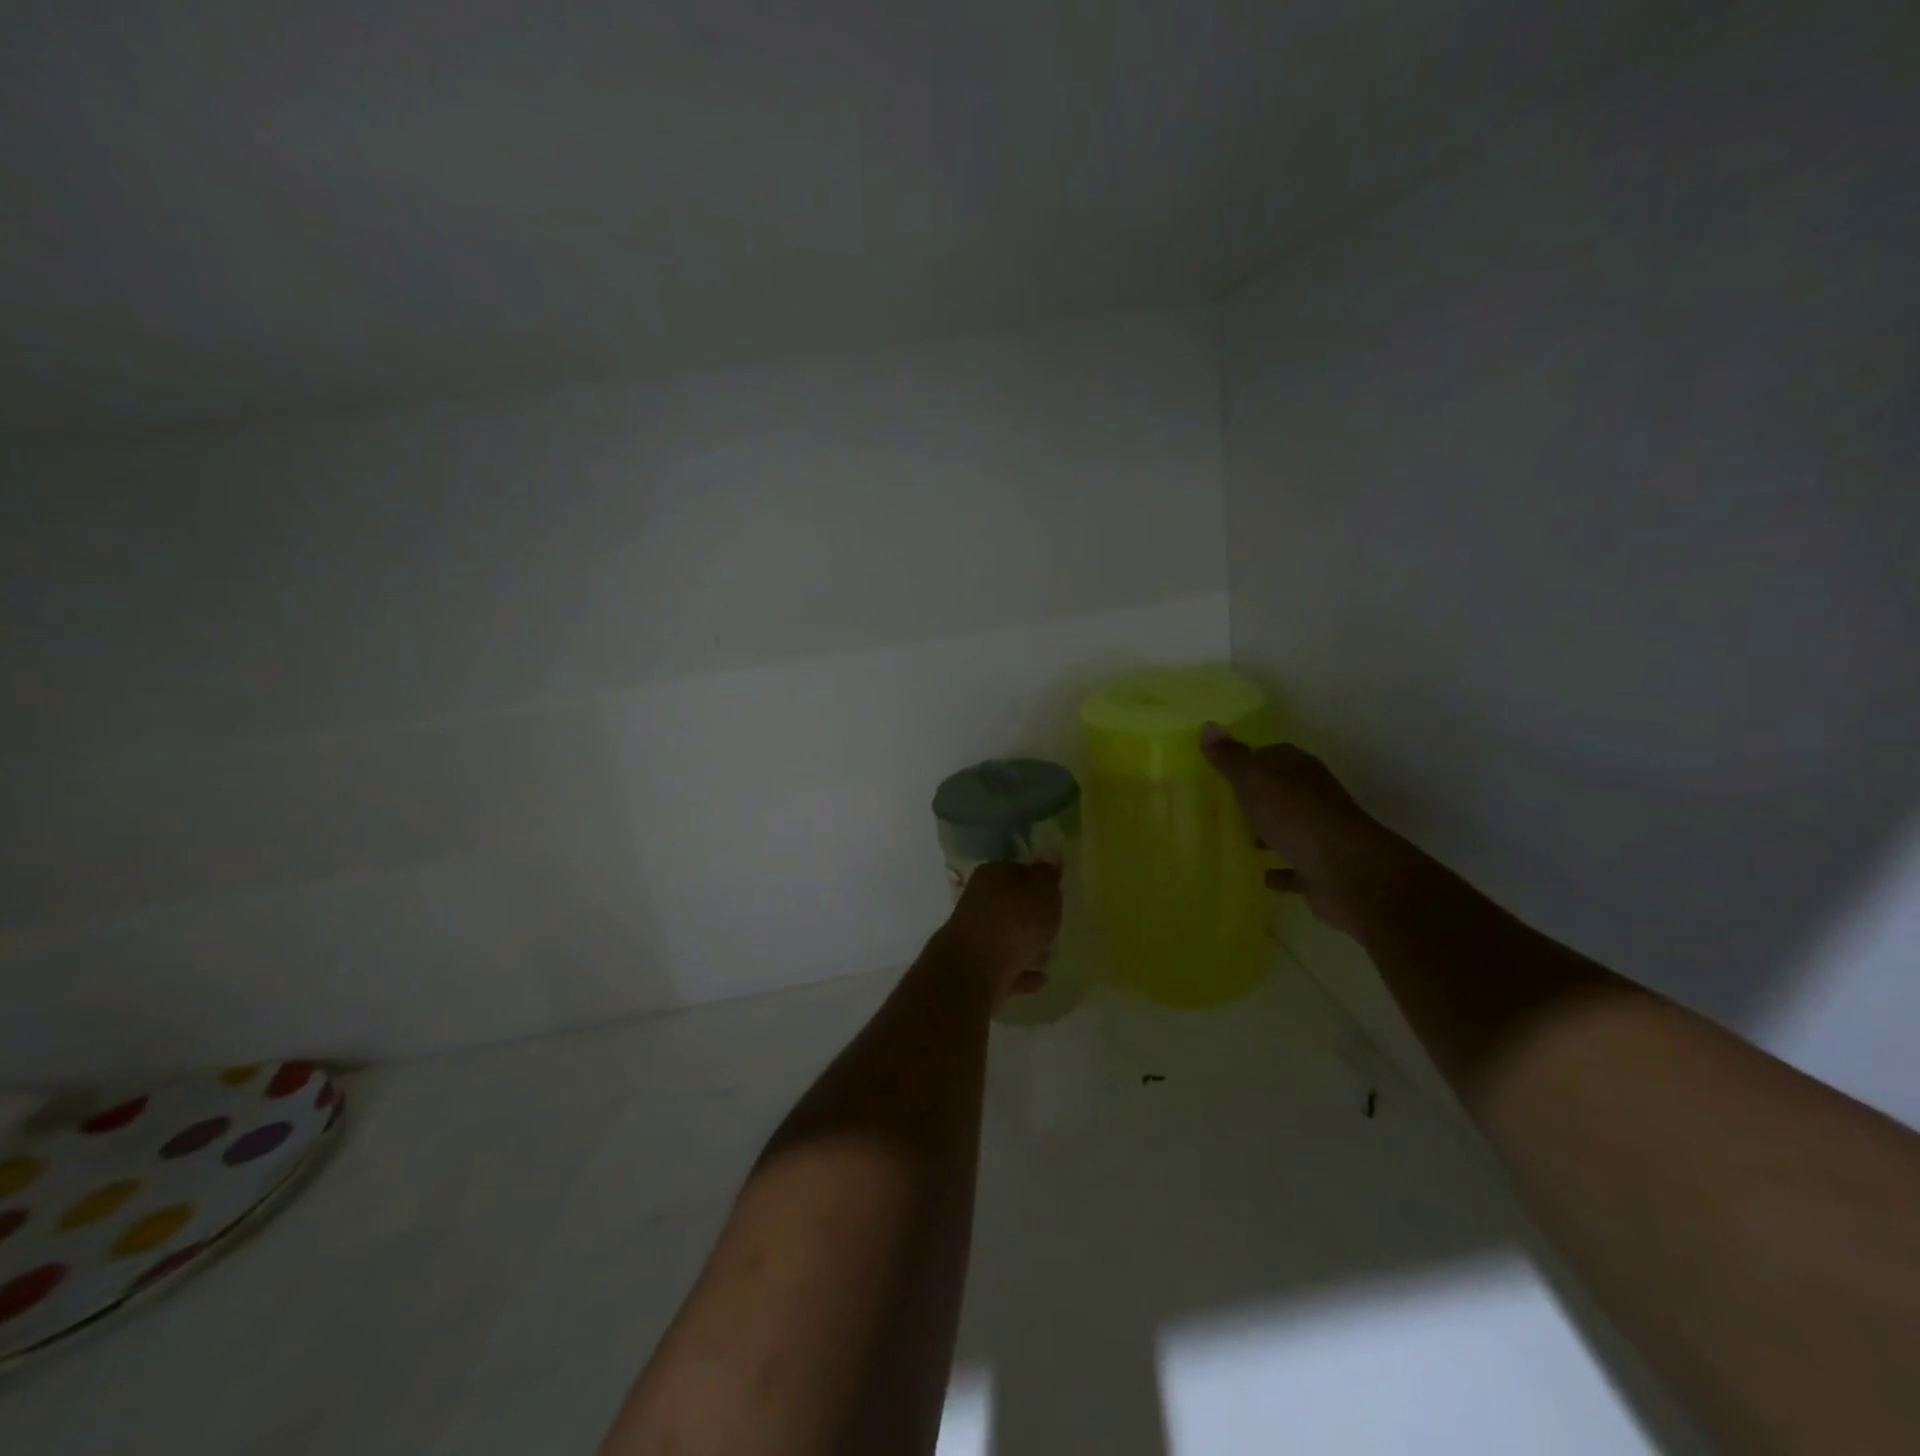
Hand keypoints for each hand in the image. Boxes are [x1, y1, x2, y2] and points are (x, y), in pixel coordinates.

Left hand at [941, 860, 1061, 1008]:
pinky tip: (1040, 977)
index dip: (1038, 881)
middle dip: (1031, 916)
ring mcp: (975, 936)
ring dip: (1026, 944)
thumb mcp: (1042, 889)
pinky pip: (1006, 967)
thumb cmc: (1015, 920)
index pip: (1017, 870)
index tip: (1055, 894)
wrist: (977, 970)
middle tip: (1054, 925)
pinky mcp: (977, 968)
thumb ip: (1048, 873)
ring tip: (1049, 954)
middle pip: (1011, 905)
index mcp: (992, 875)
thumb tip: (1049, 853)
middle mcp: (979, 901)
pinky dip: (1021, 971)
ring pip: (1007, 936)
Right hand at [1200, 725, 1392, 934]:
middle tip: (1213, 806)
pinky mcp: (1319, 868)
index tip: (1214, 773)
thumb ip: (1230, 757)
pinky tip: (1254, 874)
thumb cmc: (1295, 816)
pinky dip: (1275, 868)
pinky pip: (1290, 865)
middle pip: (1277, 791)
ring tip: (1226, 839)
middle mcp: (1312, 795)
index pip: (1269, 754)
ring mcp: (1317, 833)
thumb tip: (1208, 726)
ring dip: (1263, 832)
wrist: (1347, 871)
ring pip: (1284, 827)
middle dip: (1250, 797)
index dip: (1243, 761)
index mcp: (1298, 768)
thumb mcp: (1254, 779)